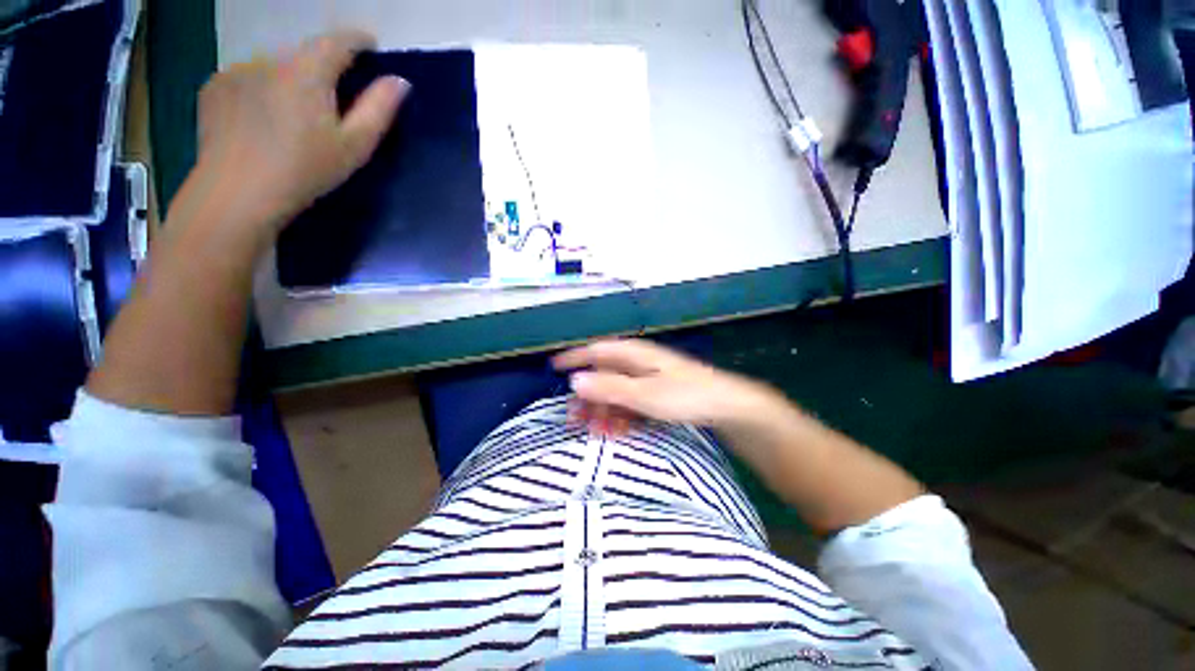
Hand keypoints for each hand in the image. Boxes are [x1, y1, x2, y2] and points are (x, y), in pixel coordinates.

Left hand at [192, 29, 408, 242]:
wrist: (238, 193)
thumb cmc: (306, 170)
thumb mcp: (355, 146)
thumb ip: (379, 109)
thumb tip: (399, 81)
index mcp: (307, 71)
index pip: (338, 40)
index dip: (358, 39)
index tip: (370, 44)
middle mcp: (269, 58)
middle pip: (304, 53)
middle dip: (322, 67)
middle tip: (332, 98)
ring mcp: (237, 70)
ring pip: (274, 65)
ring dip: (290, 79)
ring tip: (293, 114)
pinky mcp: (214, 86)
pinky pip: (247, 78)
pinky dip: (261, 89)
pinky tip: (262, 120)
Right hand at [553, 339, 780, 434]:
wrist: (727, 406)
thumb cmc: (685, 395)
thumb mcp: (644, 394)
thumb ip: (609, 387)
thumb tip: (574, 380)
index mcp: (634, 354)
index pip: (596, 351)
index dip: (574, 358)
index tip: (553, 368)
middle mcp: (638, 363)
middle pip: (604, 375)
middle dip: (587, 396)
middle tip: (573, 419)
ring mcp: (648, 379)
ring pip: (615, 392)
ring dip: (603, 411)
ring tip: (595, 432)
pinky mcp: (656, 394)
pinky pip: (630, 403)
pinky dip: (620, 416)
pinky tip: (616, 431)